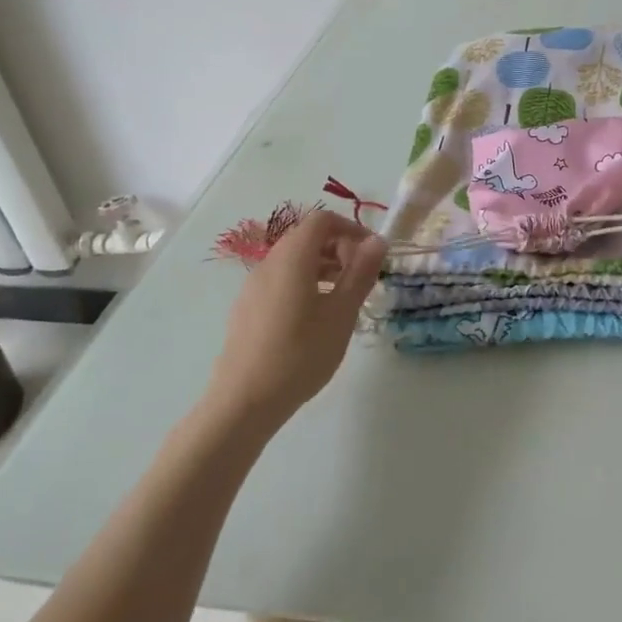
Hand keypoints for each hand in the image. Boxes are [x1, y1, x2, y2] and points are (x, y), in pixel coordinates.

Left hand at [205, 209, 386, 426]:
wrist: (244, 400)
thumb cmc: (300, 354)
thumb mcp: (341, 313)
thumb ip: (360, 273)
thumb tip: (377, 241)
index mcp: (292, 258)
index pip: (322, 220)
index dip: (351, 228)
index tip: (372, 255)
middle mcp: (269, 263)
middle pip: (306, 237)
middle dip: (339, 248)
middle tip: (362, 278)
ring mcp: (254, 286)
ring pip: (293, 260)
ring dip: (323, 267)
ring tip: (344, 298)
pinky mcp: (247, 308)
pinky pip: (281, 280)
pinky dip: (305, 283)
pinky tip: (316, 318)